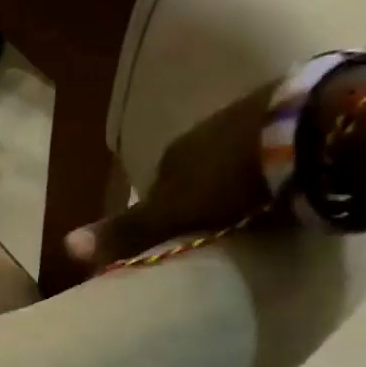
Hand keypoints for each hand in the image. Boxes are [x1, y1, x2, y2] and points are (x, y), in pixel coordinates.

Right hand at [63, 82, 277, 271]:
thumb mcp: (172, 212)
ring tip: (255, 213)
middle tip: (218, 231)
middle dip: (200, 199)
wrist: (300, 130)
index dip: (162, 217)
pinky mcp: (286, 120)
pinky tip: (285, 188)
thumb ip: (127, 230)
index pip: (156, 191)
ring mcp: (244, 123)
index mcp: (170, 156)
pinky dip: (270, 171)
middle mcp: (200, 135)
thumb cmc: (227, 176)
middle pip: (193, 176)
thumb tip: (65, 246)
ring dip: (236, 183)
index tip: (176, 242)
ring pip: (230, 163)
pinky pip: (268, 153)